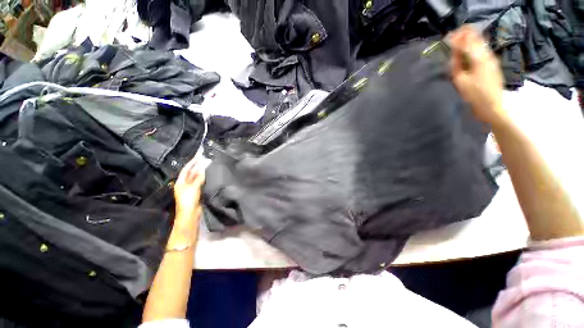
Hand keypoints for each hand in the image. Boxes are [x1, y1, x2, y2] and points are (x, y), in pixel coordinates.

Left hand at [173, 157, 204, 225]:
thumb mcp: (193, 187)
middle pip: (192, 173)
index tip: (199, 156)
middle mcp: (185, 184)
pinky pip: (202, 183)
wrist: (191, 214)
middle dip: (198, 167)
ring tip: (210, 165)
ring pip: (198, 178)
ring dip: (203, 172)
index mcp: (180, 182)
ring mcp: (192, 189)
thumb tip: (203, 168)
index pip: (186, 169)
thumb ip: (199, 177)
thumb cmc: (188, 200)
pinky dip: (206, 179)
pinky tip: (211, 175)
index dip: (192, 163)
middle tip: (206, 159)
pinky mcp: (198, 192)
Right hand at [450, 26, 507, 127]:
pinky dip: (475, 49)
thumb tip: (454, 53)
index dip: (457, 38)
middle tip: (453, 37)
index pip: (467, 41)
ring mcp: (492, 60)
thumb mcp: (460, 80)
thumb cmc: (475, 95)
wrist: (493, 107)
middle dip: (465, 36)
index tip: (448, 37)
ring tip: (459, 44)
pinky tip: (468, 53)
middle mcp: (488, 55)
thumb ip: (457, 64)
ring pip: (481, 44)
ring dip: (470, 42)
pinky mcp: (493, 66)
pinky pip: (483, 52)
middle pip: (476, 39)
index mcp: (479, 58)